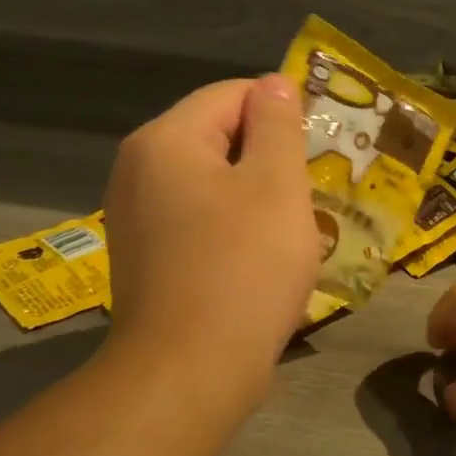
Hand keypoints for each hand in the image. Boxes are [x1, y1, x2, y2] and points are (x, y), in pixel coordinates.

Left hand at [100, 76, 320, 408]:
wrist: (190, 371)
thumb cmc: (244, 269)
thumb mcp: (277, 186)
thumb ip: (278, 126)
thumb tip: (274, 84)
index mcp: (166, 141)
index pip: (232, 95)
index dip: (282, 112)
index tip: (319, 151)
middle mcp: (139, 170)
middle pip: (217, 138)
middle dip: (269, 159)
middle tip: (310, 195)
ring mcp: (136, 218)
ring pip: (211, 183)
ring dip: (255, 197)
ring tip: (291, 231)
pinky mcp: (145, 258)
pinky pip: (198, 222)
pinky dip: (232, 229)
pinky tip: (258, 261)